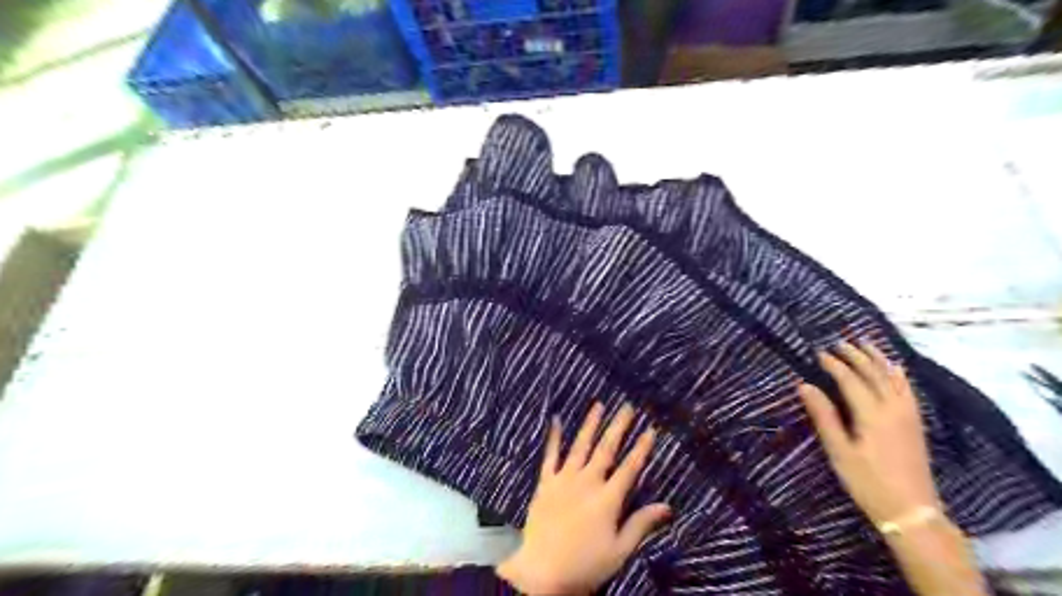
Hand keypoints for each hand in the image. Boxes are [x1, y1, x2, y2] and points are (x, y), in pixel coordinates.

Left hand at [499, 402, 671, 592]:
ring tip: (598, 405)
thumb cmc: (584, 565)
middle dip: (618, 426)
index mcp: (608, 499)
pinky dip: (554, 437)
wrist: (541, 571)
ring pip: (580, 446)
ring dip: (590, 424)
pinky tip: (556, 420)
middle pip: (606, 449)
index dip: (641, 448)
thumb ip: (641, 525)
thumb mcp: (619, 551)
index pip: (630, 468)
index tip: (650, 429)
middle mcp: (587, 482)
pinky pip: (550, 456)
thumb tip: (667, 506)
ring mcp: (564, 480)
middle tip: (627, 407)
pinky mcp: (545, 483)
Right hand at [801, 341, 939, 522]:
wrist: (912, 511)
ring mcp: (908, 415)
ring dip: (878, 359)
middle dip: (855, 356)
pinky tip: (894, 369)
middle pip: (874, 374)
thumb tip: (804, 385)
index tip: (819, 353)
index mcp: (872, 414)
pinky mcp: (916, 424)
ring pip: (894, 378)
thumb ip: (823, 416)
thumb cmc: (868, 482)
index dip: (834, 365)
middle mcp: (893, 409)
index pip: (850, 380)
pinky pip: (907, 389)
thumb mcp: (839, 451)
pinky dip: (898, 374)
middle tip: (838, 343)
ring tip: (865, 344)